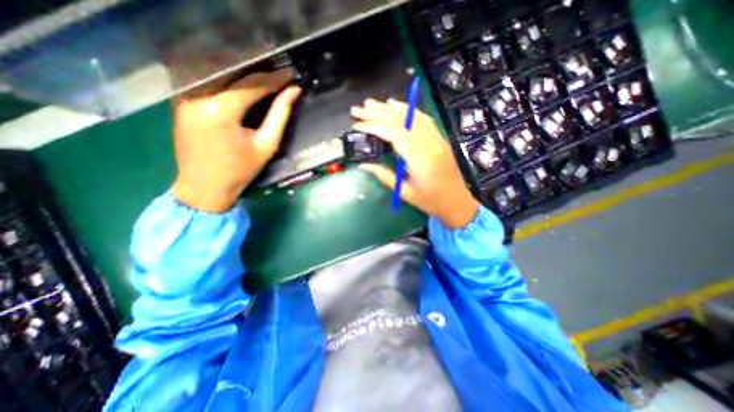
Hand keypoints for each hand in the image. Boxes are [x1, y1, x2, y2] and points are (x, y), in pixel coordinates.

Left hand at [170, 67, 299, 209]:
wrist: (204, 187)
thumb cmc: (240, 170)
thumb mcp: (266, 145)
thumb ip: (280, 116)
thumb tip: (293, 93)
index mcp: (221, 110)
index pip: (252, 84)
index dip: (273, 79)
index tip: (290, 75)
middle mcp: (199, 96)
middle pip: (235, 77)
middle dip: (260, 77)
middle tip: (280, 77)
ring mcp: (186, 97)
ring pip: (221, 78)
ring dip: (244, 79)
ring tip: (266, 82)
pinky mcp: (181, 102)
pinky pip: (209, 86)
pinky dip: (229, 85)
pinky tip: (243, 90)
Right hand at [351, 99, 479, 229]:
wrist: (458, 203)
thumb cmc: (431, 202)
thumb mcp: (405, 193)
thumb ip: (384, 176)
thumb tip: (363, 164)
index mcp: (420, 159)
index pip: (394, 133)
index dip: (374, 126)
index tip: (357, 125)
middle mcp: (430, 143)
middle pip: (401, 121)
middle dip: (377, 113)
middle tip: (357, 110)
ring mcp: (437, 138)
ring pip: (411, 116)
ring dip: (389, 108)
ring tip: (370, 104)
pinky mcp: (439, 138)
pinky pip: (423, 118)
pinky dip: (407, 110)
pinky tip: (395, 105)